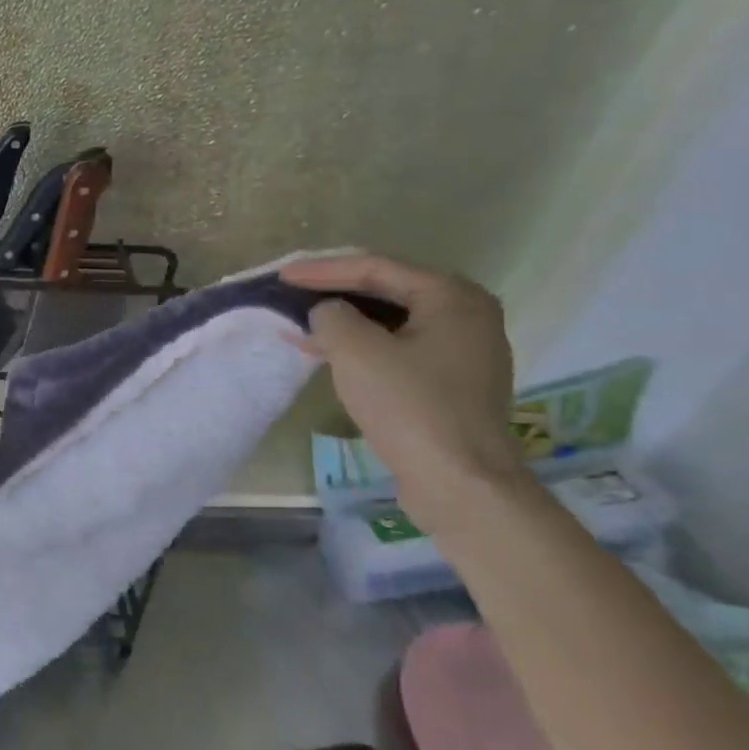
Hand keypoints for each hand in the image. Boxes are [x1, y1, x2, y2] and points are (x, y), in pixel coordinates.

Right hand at [280, 253, 525, 530]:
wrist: (459, 482)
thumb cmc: (409, 406)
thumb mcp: (356, 352)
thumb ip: (332, 316)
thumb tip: (328, 313)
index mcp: (452, 297)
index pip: (376, 267)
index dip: (323, 269)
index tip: (282, 274)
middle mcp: (466, 315)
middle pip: (387, 290)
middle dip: (335, 291)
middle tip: (292, 291)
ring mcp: (462, 350)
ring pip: (390, 321)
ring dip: (344, 321)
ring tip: (301, 322)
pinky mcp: (450, 382)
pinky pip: (398, 347)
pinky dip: (361, 346)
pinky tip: (327, 352)